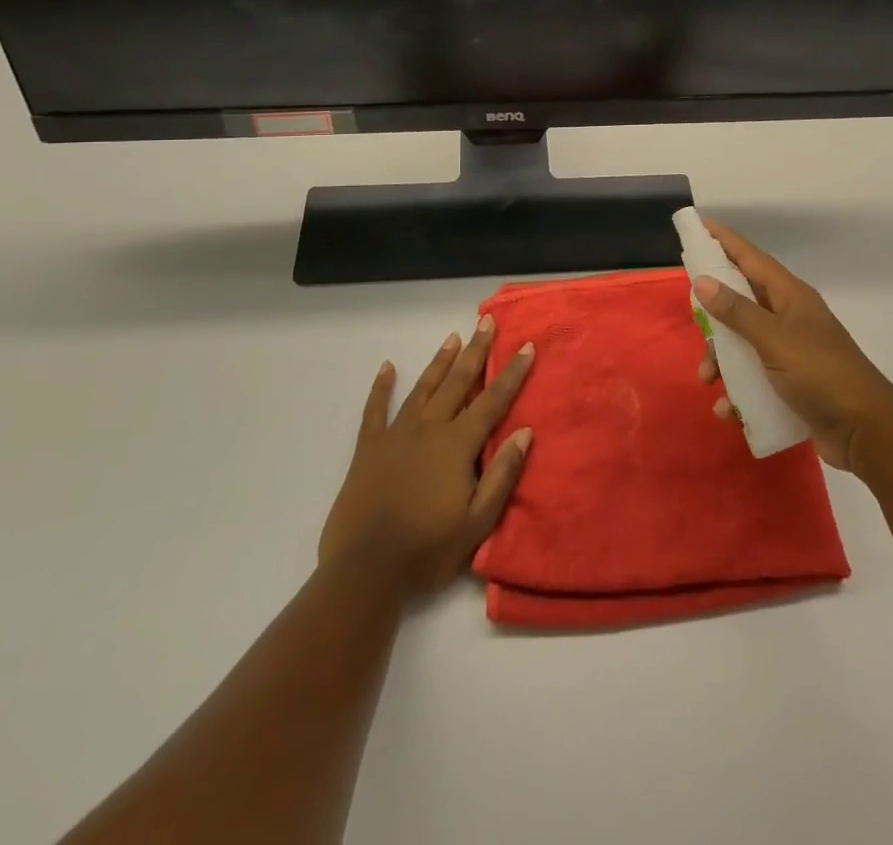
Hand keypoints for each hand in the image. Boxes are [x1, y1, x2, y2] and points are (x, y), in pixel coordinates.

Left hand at [318, 316, 535, 599]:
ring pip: (423, 388)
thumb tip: (525, 432)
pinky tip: (387, 367)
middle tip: (486, 322)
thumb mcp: (477, 521)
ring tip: (452, 337)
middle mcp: (429, 429)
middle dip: (475, 351)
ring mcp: (396, 435)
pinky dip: (381, 387)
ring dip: (440, 362)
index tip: (527, 346)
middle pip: (458, 382)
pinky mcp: (369, 448)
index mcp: (457, 445)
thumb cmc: (427, 549)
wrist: (365, 571)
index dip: (512, 373)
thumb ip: (502, 474)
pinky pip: (375, 410)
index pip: (492, 401)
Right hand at [695, 219, 892, 471]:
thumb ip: (737, 311)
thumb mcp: (774, 340)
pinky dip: (737, 391)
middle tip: (694, 322)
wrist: (866, 432)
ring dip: (721, 359)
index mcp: (789, 296)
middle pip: (740, 301)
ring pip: (742, 342)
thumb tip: (703, 281)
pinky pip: (752, 377)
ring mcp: (790, 350)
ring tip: (708, 379)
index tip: (697, 225)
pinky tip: (728, 408)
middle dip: (713, 316)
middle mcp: (788, 317)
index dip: (724, 240)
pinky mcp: (789, 382)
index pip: (750, 257)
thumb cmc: (821, 374)